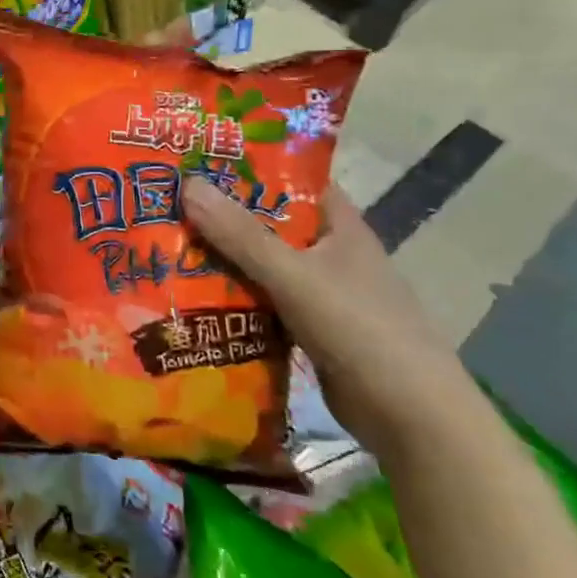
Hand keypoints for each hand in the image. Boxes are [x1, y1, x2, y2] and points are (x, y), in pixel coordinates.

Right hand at [180, 179, 473, 460]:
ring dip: (222, 259)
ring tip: (165, 244)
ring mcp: (321, 293)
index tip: (198, 159)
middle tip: (165, 202)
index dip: (250, 166)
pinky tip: (191, 296)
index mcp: (340, 226)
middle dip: (222, 215)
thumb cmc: (360, 330)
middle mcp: (331, 253)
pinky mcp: (309, 328)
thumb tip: (188, 185)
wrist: (411, 418)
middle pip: (269, 223)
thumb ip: (241, 234)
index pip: (293, 180)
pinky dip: (232, 298)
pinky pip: (262, 301)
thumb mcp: (294, 275)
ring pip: (262, 265)